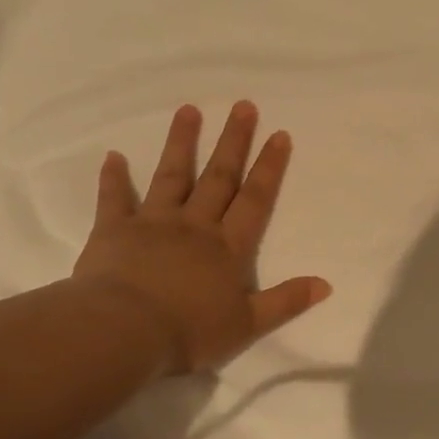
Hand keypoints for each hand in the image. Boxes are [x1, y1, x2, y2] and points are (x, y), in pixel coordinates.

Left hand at [72, 101, 330, 375]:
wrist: (125, 332)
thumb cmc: (190, 331)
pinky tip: (112, 155)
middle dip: (233, 142)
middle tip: (243, 106)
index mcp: (227, 248)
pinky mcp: (114, 231)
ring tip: (189, 110)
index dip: (269, 168)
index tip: (279, 134)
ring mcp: (153, 223)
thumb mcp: (248, 324)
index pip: (254, 200)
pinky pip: (114, 199)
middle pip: (218, 177)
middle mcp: (194, 226)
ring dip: (182, 143)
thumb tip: (326, 284)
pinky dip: (113, 177)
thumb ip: (286, 302)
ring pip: (171, 176)